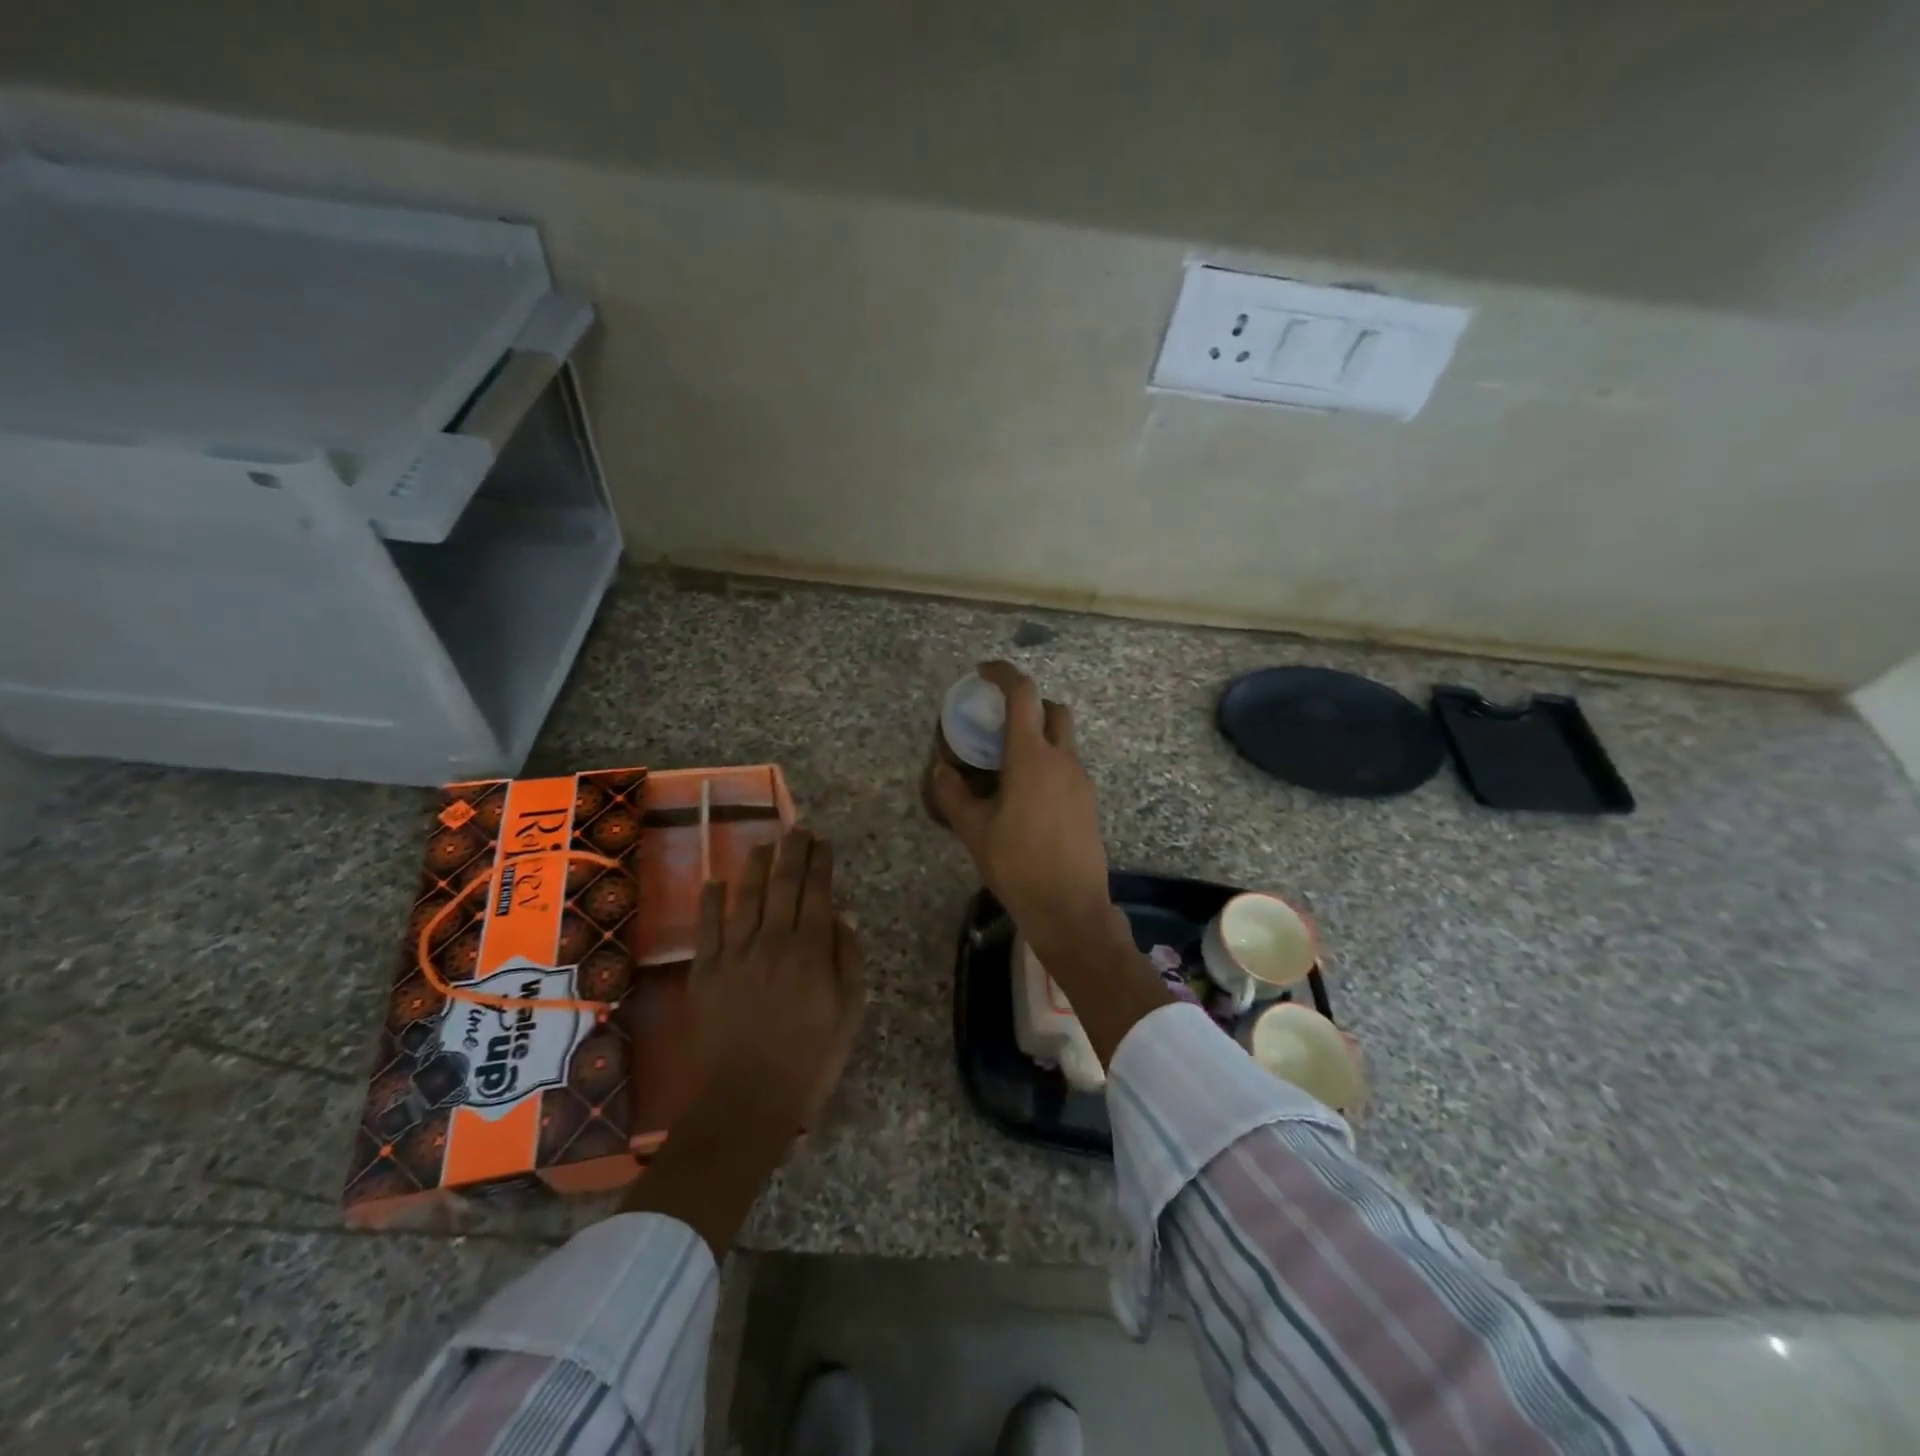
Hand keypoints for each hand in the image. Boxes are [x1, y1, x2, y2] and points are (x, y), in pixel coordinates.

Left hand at [619, 828, 864, 1254]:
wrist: (747, 1100)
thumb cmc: (810, 1058)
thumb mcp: (849, 1011)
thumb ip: (847, 958)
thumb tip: (838, 917)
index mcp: (811, 950)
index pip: (816, 890)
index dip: (819, 861)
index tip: (821, 841)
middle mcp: (773, 940)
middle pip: (783, 883)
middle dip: (792, 851)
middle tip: (797, 829)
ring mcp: (735, 953)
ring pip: (746, 895)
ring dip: (756, 865)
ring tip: (764, 843)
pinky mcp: (705, 971)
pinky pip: (708, 925)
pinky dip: (712, 899)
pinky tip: (717, 880)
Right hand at [928, 662, 1173, 1065]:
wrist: (1070, 908)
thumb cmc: (1018, 865)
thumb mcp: (974, 831)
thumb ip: (953, 795)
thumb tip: (940, 770)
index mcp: (1031, 757)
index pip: (1023, 695)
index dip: (1003, 674)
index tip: (983, 671)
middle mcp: (1062, 760)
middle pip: (1053, 710)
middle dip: (1029, 704)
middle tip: (1001, 721)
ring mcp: (1081, 781)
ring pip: (1063, 741)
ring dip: (1039, 737)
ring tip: (1007, 765)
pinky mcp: (1089, 803)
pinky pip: (1068, 768)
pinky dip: (1048, 764)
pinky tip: (1027, 797)